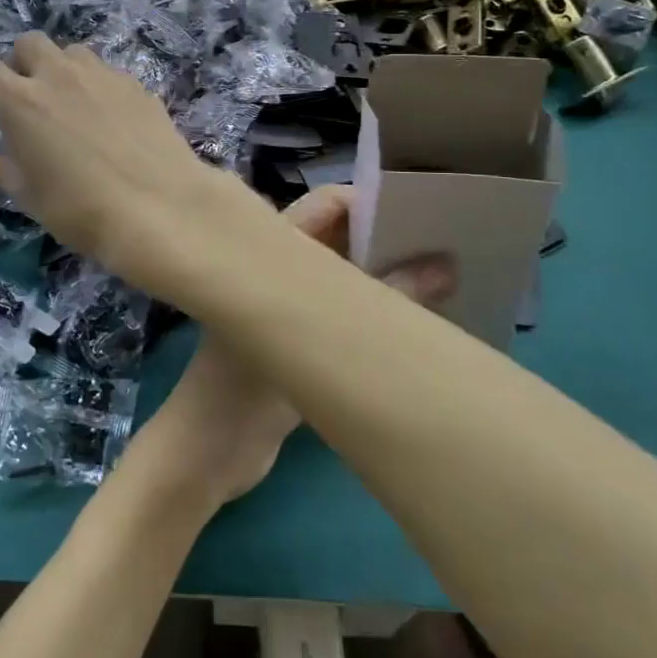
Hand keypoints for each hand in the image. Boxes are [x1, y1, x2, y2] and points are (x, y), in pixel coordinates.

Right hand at [0, 34, 265, 294]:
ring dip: (62, 68)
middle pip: (30, 43)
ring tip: (68, 101)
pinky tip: (108, 117)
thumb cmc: (80, 208)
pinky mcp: (137, 85)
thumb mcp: (31, 198)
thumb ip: (3, 173)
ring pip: (73, 52)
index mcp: (21, 101)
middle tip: (24, 92)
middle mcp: (59, 76)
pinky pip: (107, 73)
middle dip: (20, 61)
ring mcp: (102, 76)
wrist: (159, 206)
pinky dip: (97, 86)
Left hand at [130, 186, 453, 511]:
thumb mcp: (312, 345)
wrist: (208, 455)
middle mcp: (281, 270)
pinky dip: (376, 312)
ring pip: (345, 277)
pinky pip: (345, 314)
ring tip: (449, 278)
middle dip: (387, 237)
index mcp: (270, 252)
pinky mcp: (300, 344)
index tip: (422, 211)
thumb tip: (444, 265)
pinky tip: (420, 323)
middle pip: (339, 239)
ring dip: (386, 275)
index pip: (323, 207)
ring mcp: (290, 308)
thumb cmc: (245, 388)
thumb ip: (378, 305)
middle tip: (448, 244)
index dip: (368, 202)